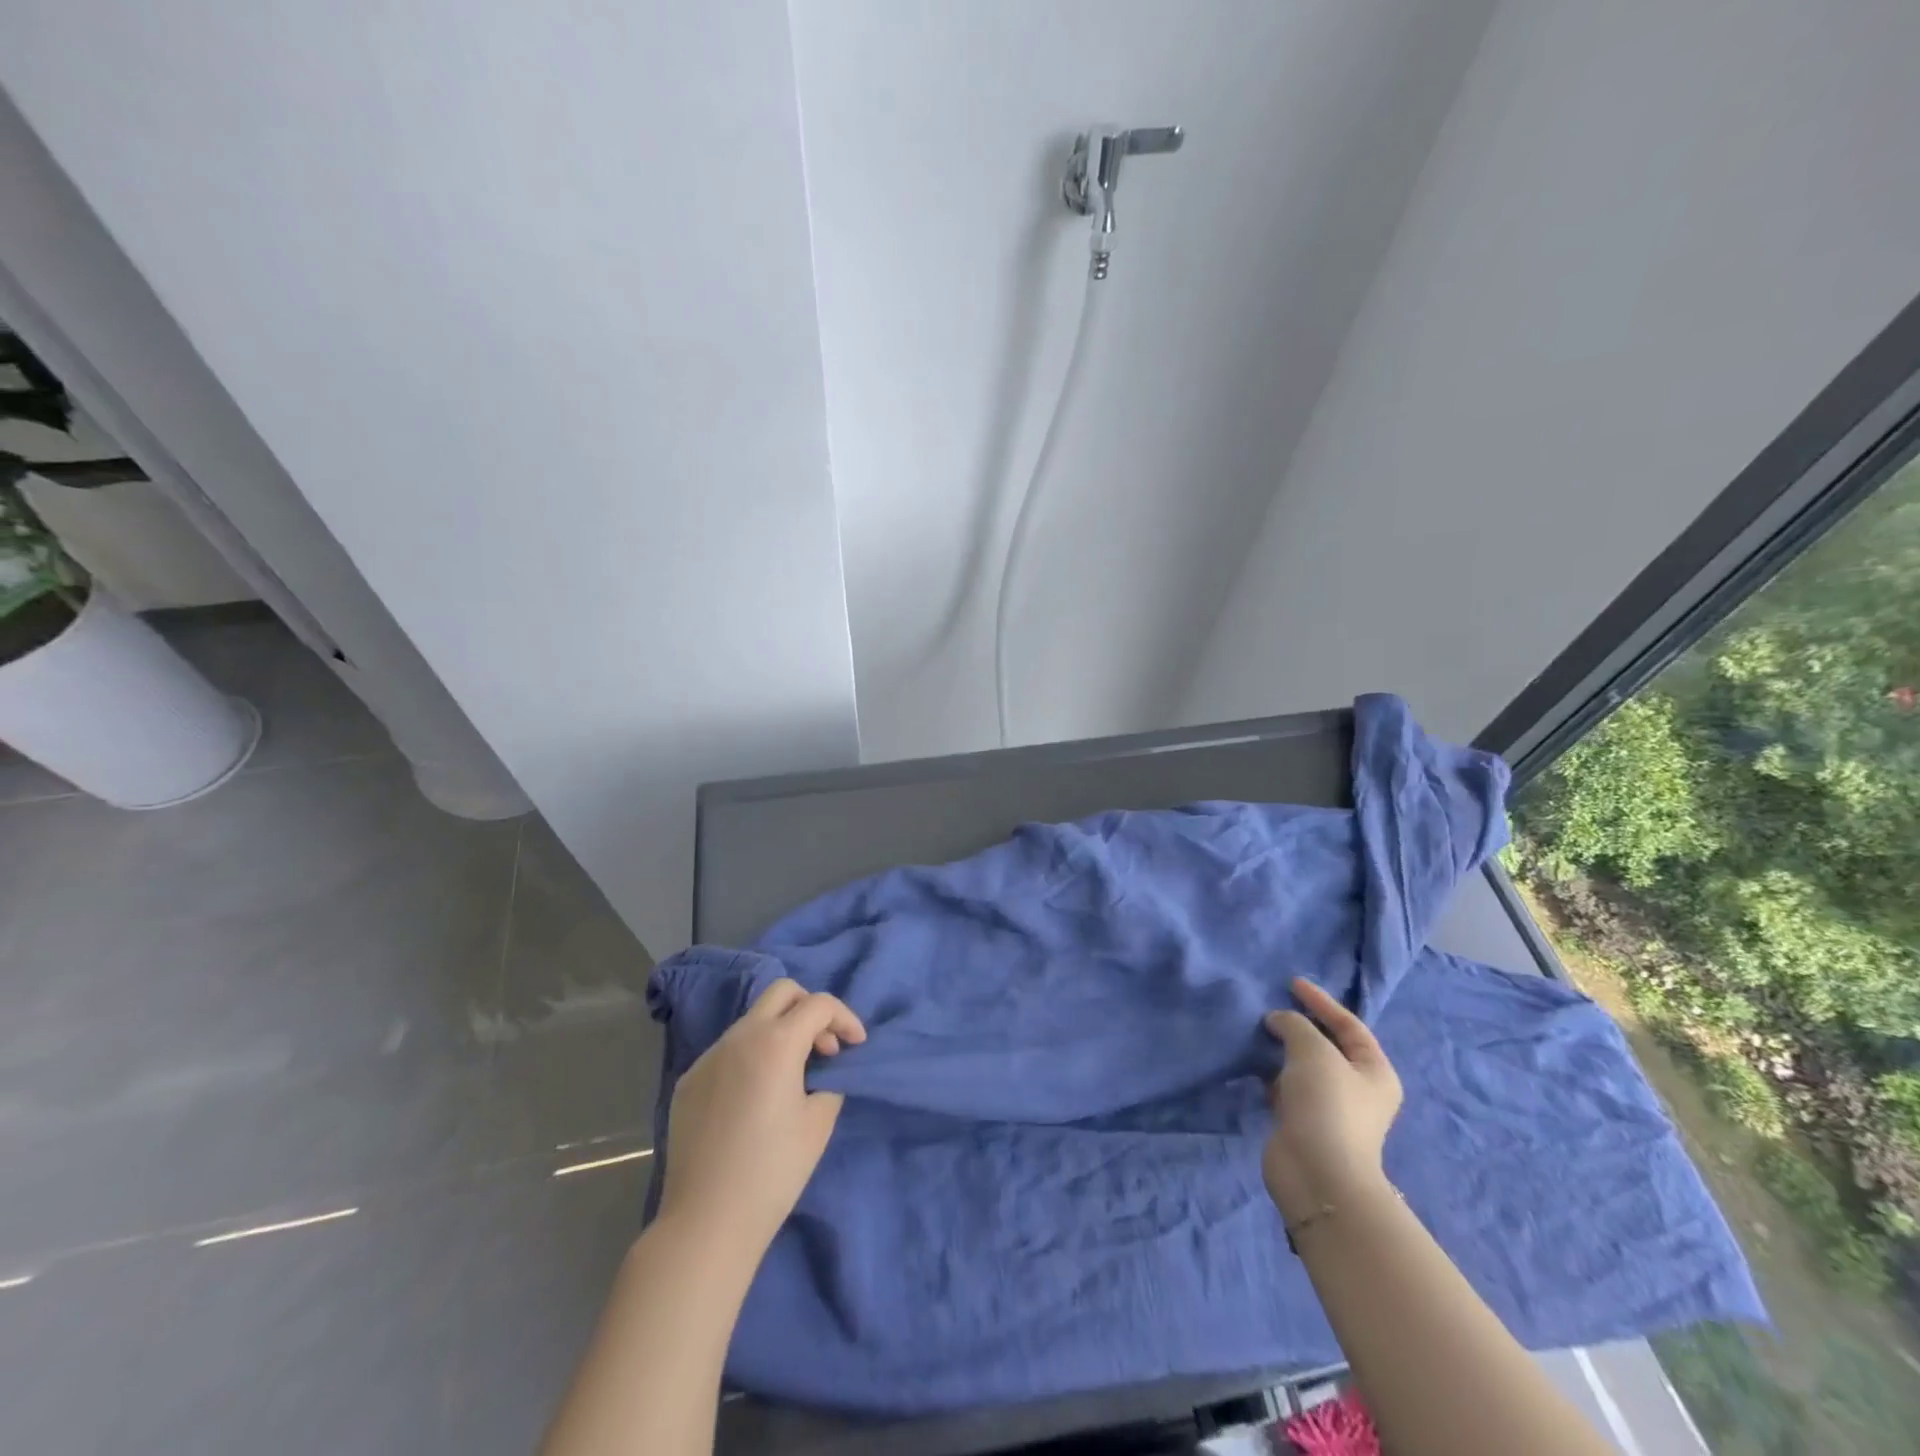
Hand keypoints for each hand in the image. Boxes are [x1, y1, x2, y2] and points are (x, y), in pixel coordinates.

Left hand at [655, 978, 866, 1266]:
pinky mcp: (690, 1080)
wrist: (707, 1222)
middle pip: (782, 992)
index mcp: (775, 1042)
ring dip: (780, 1032)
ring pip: (752, 1020)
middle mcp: (739, 1037)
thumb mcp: (819, 1121)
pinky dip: (752, 1057)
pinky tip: (755, 1098)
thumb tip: (822, 1069)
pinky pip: (728, 1051)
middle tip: (824, 1047)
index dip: (845, 1018)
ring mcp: (709, 1057)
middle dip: (810, 1009)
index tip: (856, 1046)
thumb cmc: (773, 1171)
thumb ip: (828, 1080)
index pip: (818, 1004)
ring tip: (793, 1075)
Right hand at [1261, 976, 1401, 1222]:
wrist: (1317, 1173)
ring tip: (1257, 1029)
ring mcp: (1330, 1107)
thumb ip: (1294, 1024)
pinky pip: (1286, 1086)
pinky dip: (1271, 1072)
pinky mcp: (1303, 1122)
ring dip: (1282, 1048)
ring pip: (1304, 1066)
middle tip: (1272, 1005)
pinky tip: (1253, 1062)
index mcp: (1375, 1071)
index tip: (1291, 982)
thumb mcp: (1313, 1050)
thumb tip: (1277, 1021)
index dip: (1321, 1001)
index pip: (1349, 1025)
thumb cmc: (1327, 1104)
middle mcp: (1357, 1089)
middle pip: (1327, 1045)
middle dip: (1300, 1024)